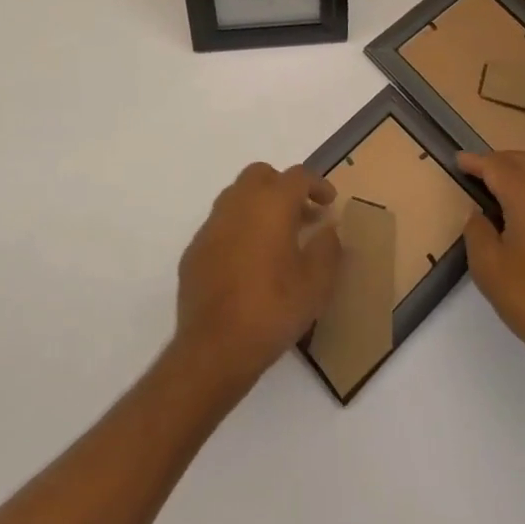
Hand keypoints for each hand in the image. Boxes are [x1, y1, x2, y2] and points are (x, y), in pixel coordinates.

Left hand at [174, 163, 342, 392]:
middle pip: (261, 175)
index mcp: (270, 204)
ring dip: (260, 205)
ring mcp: (211, 225)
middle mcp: (237, 203)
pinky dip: (240, 229)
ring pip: (237, 196)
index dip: (317, 184)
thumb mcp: (316, 284)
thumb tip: (327, 228)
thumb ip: (327, 248)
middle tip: (302, 214)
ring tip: (278, 238)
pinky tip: (250, 261)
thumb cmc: (272, 310)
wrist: (214, 347)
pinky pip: (221, 224)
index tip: (329, 203)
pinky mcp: (195, 248)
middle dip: (283, 187)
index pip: (297, 176)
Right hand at [460, 151, 524, 399]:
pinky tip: (522, 216)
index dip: (474, 162)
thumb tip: (480, 215)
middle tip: (474, 172)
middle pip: (522, 162)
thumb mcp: (489, 267)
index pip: (496, 166)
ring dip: (517, 174)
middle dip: (497, 161)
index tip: (457, 160)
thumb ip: (477, 231)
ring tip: (495, 191)